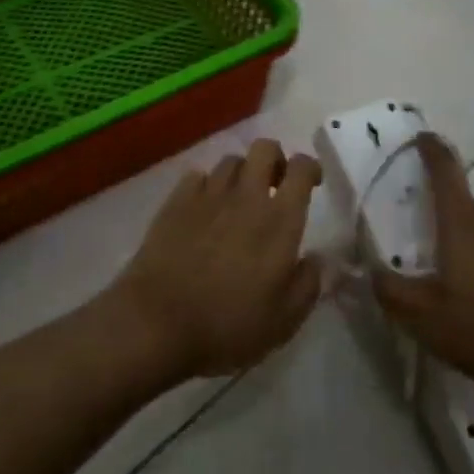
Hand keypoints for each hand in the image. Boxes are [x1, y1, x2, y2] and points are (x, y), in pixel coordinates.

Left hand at [110, 139, 322, 381]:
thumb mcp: (283, 320)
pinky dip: (206, 186)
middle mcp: (246, 195)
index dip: (311, 168)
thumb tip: (317, 259)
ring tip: (238, 200)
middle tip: (275, 186)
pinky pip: (197, 176)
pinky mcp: (176, 201)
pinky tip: (204, 209)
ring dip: (241, 174)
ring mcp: (208, 194)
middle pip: (265, 148)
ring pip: (231, 160)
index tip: (312, 183)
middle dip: (275, 159)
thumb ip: (308, 284)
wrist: (157, 322)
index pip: (301, 168)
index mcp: (279, 219)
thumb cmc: (228, 324)